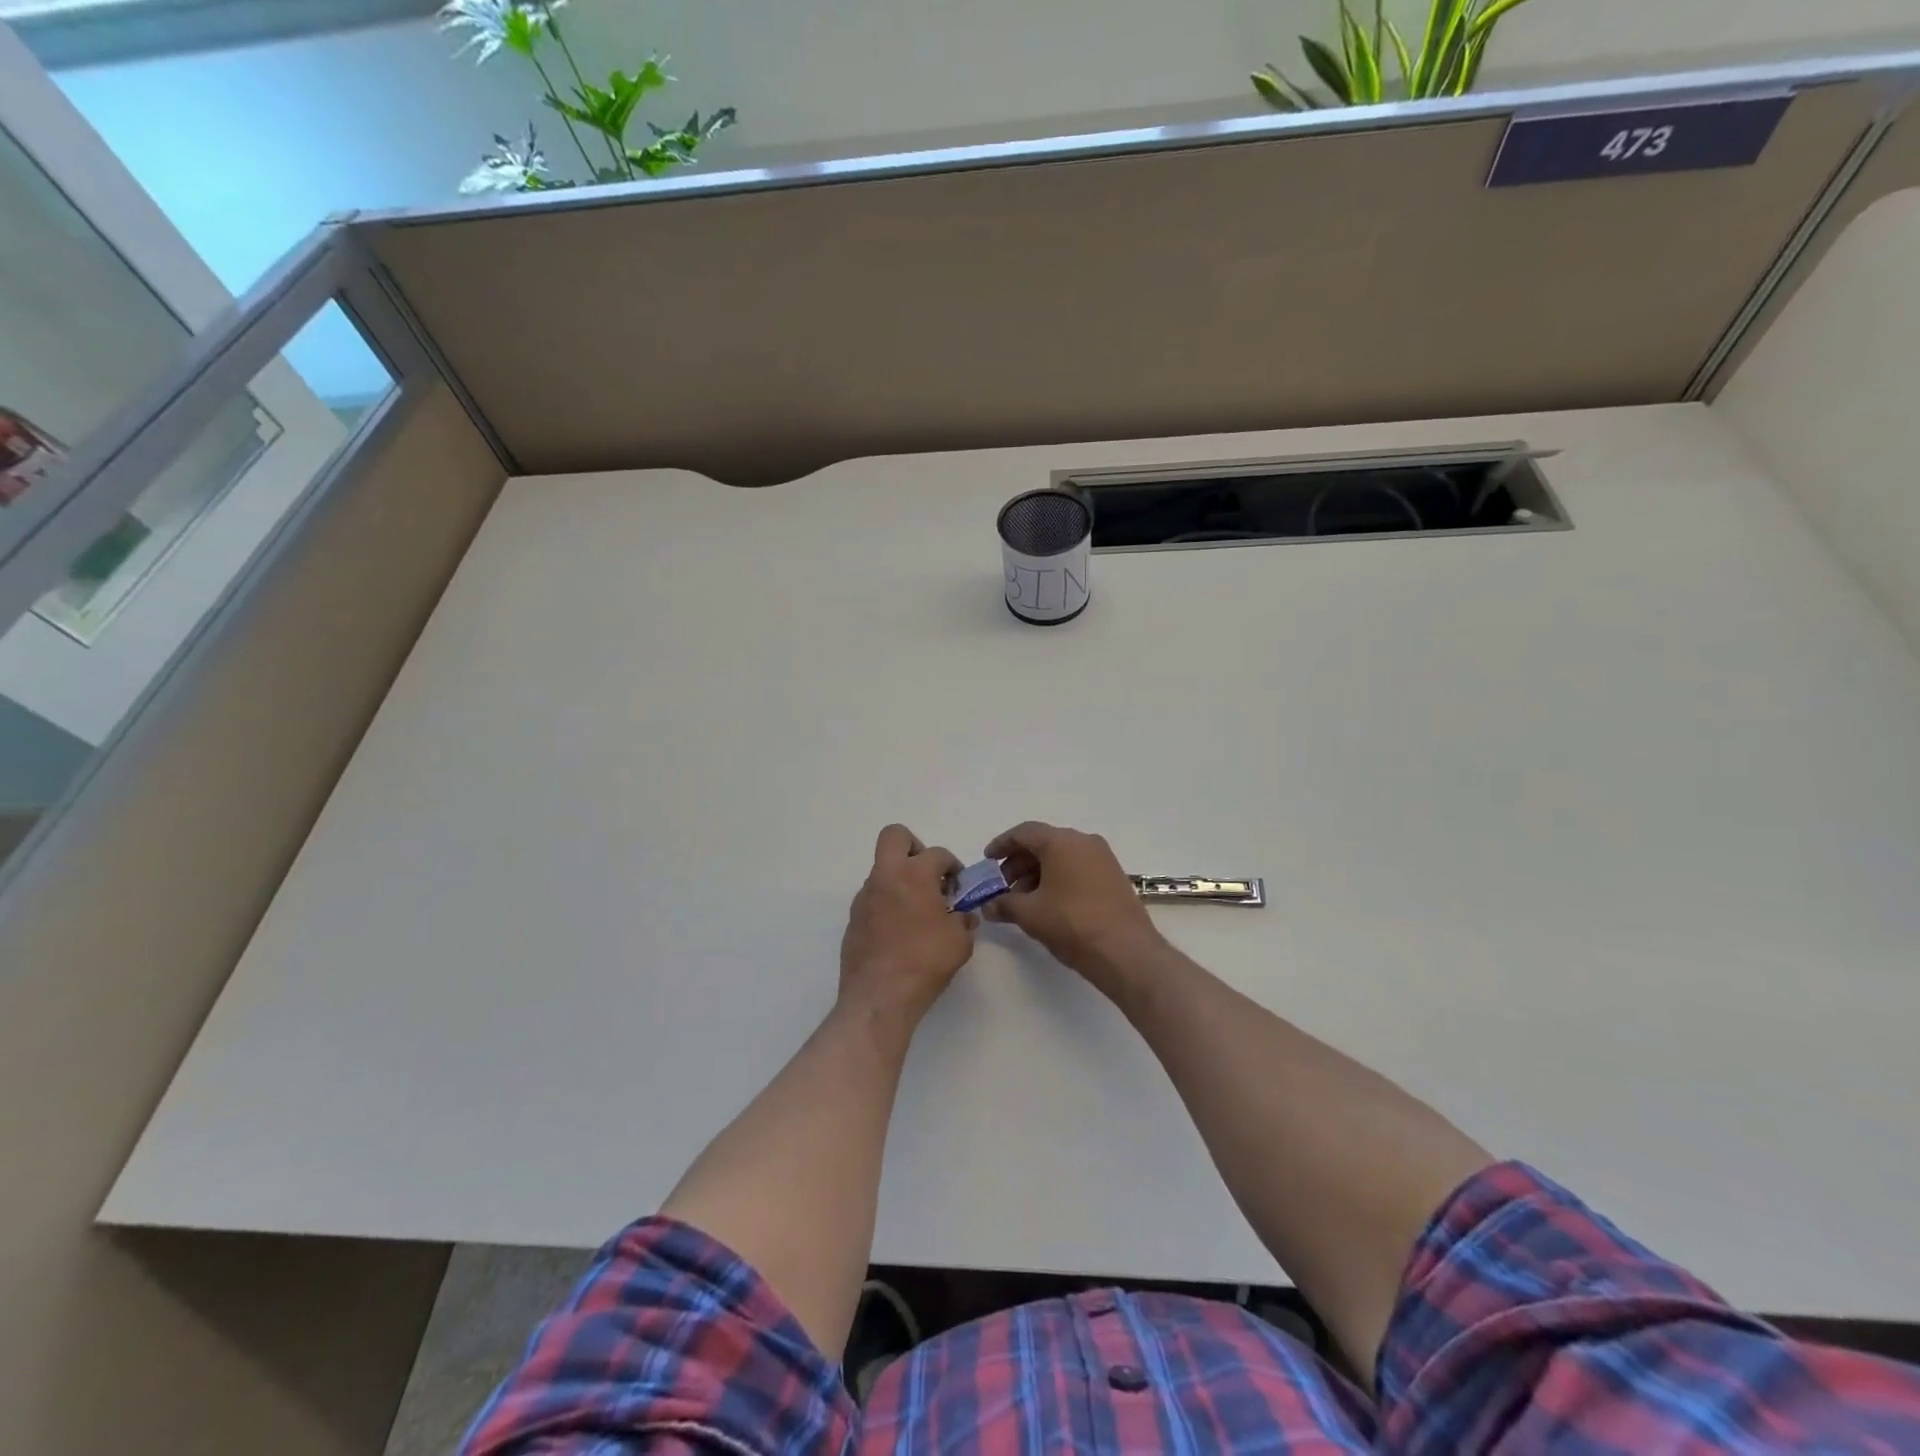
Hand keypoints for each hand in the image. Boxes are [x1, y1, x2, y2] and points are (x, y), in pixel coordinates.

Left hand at [839, 824, 974, 1027]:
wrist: (879, 997)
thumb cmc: (925, 962)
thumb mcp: (960, 942)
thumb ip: (964, 921)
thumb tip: (963, 916)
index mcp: (914, 875)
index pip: (938, 854)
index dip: (953, 866)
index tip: (959, 886)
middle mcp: (885, 878)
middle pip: (894, 837)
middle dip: (914, 847)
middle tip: (928, 875)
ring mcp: (864, 897)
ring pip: (882, 870)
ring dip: (901, 880)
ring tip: (918, 912)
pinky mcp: (853, 919)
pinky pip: (873, 898)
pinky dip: (888, 904)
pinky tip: (900, 932)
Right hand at [982, 821, 1163, 986]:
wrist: (1126, 952)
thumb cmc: (1072, 924)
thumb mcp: (1030, 914)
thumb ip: (1004, 904)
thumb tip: (988, 906)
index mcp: (1061, 842)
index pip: (1024, 832)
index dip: (1002, 845)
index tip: (988, 861)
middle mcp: (1084, 842)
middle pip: (1043, 843)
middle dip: (1019, 863)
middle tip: (1002, 886)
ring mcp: (1102, 858)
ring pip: (1061, 857)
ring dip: (1038, 873)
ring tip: (1023, 900)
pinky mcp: (1113, 876)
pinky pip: (1078, 868)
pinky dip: (1058, 879)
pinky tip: (1048, 904)